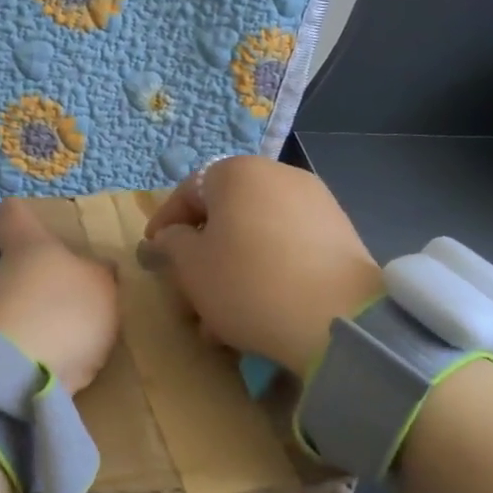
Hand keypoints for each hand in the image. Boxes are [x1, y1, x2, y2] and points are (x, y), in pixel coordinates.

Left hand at [0, 201, 119, 394]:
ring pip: (1, 306)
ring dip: (23, 317)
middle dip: (21, 278)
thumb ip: (99, 275)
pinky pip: (7, 344)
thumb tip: (98, 267)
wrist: (22, 373)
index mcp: (27, 245)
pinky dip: (25, 350)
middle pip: (0, 266)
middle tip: (51, 292)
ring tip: (57, 336)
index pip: (13, 214)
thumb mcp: (102, 286)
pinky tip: (51, 364)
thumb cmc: (65, 309)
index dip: (22, 216)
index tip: (31, 222)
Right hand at [145, 156, 383, 377]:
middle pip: (226, 215)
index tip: (153, 253)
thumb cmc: (247, 282)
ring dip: (232, 271)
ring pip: (256, 236)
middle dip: (202, 256)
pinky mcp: (339, 235)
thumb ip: (173, 243)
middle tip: (188, 293)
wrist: (336, 317)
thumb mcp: (191, 266)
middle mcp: (278, 176)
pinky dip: (266, 272)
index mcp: (237, 173)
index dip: (165, 224)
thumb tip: (173, 236)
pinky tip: (258, 311)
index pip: (189, 191)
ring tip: (221, 320)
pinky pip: (287, 248)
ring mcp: (315, 203)